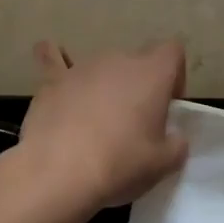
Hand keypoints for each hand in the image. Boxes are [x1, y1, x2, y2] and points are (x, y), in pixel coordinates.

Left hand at [3, 40, 189, 222]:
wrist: (59, 171)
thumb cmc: (120, 164)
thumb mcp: (163, 164)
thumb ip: (176, 145)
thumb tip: (174, 138)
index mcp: (152, 73)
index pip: (173, 51)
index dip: (174, 75)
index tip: (167, 106)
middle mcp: (119, 59)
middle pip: (136, 62)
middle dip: (138, 86)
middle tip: (134, 124)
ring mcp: (84, 66)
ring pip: (102, 67)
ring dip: (105, 86)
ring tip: (96, 121)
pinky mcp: (53, 80)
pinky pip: (53, 60)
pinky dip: (54, 61)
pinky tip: (47, 57)